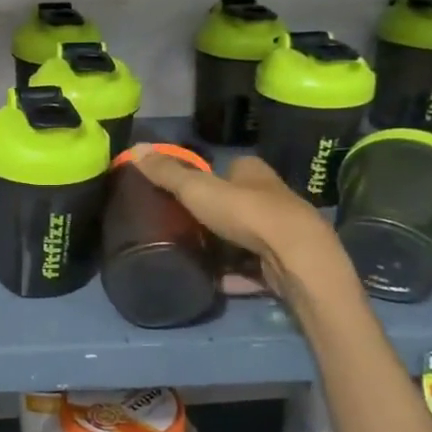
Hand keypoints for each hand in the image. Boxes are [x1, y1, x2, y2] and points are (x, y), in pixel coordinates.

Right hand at [131, 146, 361, 310]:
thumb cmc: (246, 213)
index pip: (229, 169)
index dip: (209, 179)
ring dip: (224, 247)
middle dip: (215, 215)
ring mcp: (280, 233)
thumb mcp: (197, 189)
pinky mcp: (284, 264)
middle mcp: (272, 197)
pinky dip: (235, 276)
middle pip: (237, 203)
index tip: (185, 193)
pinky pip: (252, 269)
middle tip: (183, 226)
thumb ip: (167, 172)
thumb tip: (135, 148)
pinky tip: (213, 283)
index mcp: (253, 173)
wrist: (296, 258)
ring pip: (245, 237)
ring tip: (193, 256)